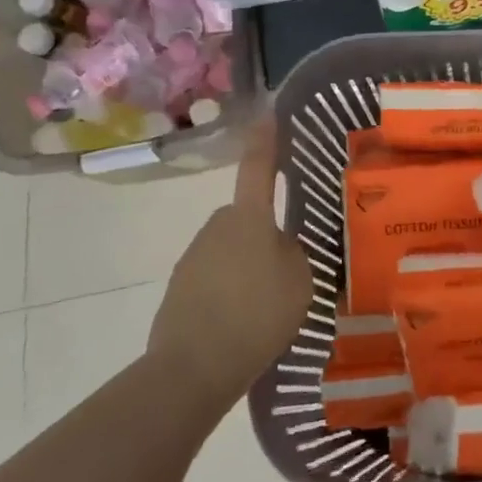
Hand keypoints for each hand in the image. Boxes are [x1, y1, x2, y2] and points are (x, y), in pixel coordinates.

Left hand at [149, 111, 313, 416]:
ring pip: (231, 248)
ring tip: (269, 302)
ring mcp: (193, 258)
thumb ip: (295, 252)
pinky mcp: (179, 288)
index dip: (267, 140)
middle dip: (264, 231)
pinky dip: (230, 289)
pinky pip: (215, 276)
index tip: (269, 113)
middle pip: (247, 216)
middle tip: (290, 264)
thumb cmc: (258, 314)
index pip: (259, 168)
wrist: (192, 368)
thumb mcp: (301, 279)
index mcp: (249, 218)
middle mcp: (217, 227)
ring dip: (247, 263)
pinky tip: (244, 320)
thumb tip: (283, 243)